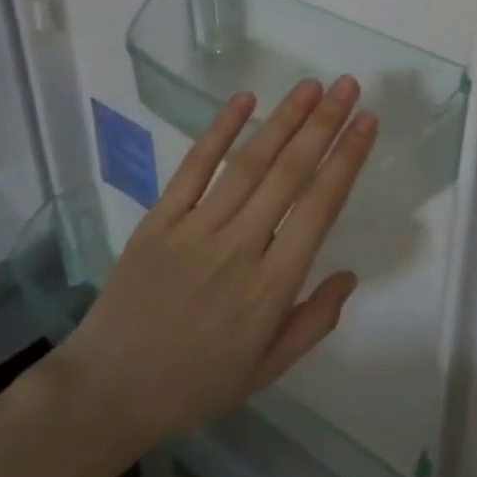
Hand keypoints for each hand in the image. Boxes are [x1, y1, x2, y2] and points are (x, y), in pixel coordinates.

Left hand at [58, 77, 377, 448]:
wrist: (109, 391)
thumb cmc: (196, 383)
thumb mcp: (267, 370)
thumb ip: (314, 322)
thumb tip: (349, 275)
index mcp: (272, 287)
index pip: (320, 207)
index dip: (347, 160)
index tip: (367, 122)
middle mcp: (240, 247)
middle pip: (290, 173)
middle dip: (324, 125)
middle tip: (348, 86)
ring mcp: (196, 229)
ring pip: (249, 163)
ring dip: (284, 119)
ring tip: (312, 85)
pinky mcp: (160, 220)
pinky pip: (194, 168)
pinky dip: (220, 130)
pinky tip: (245, 100)